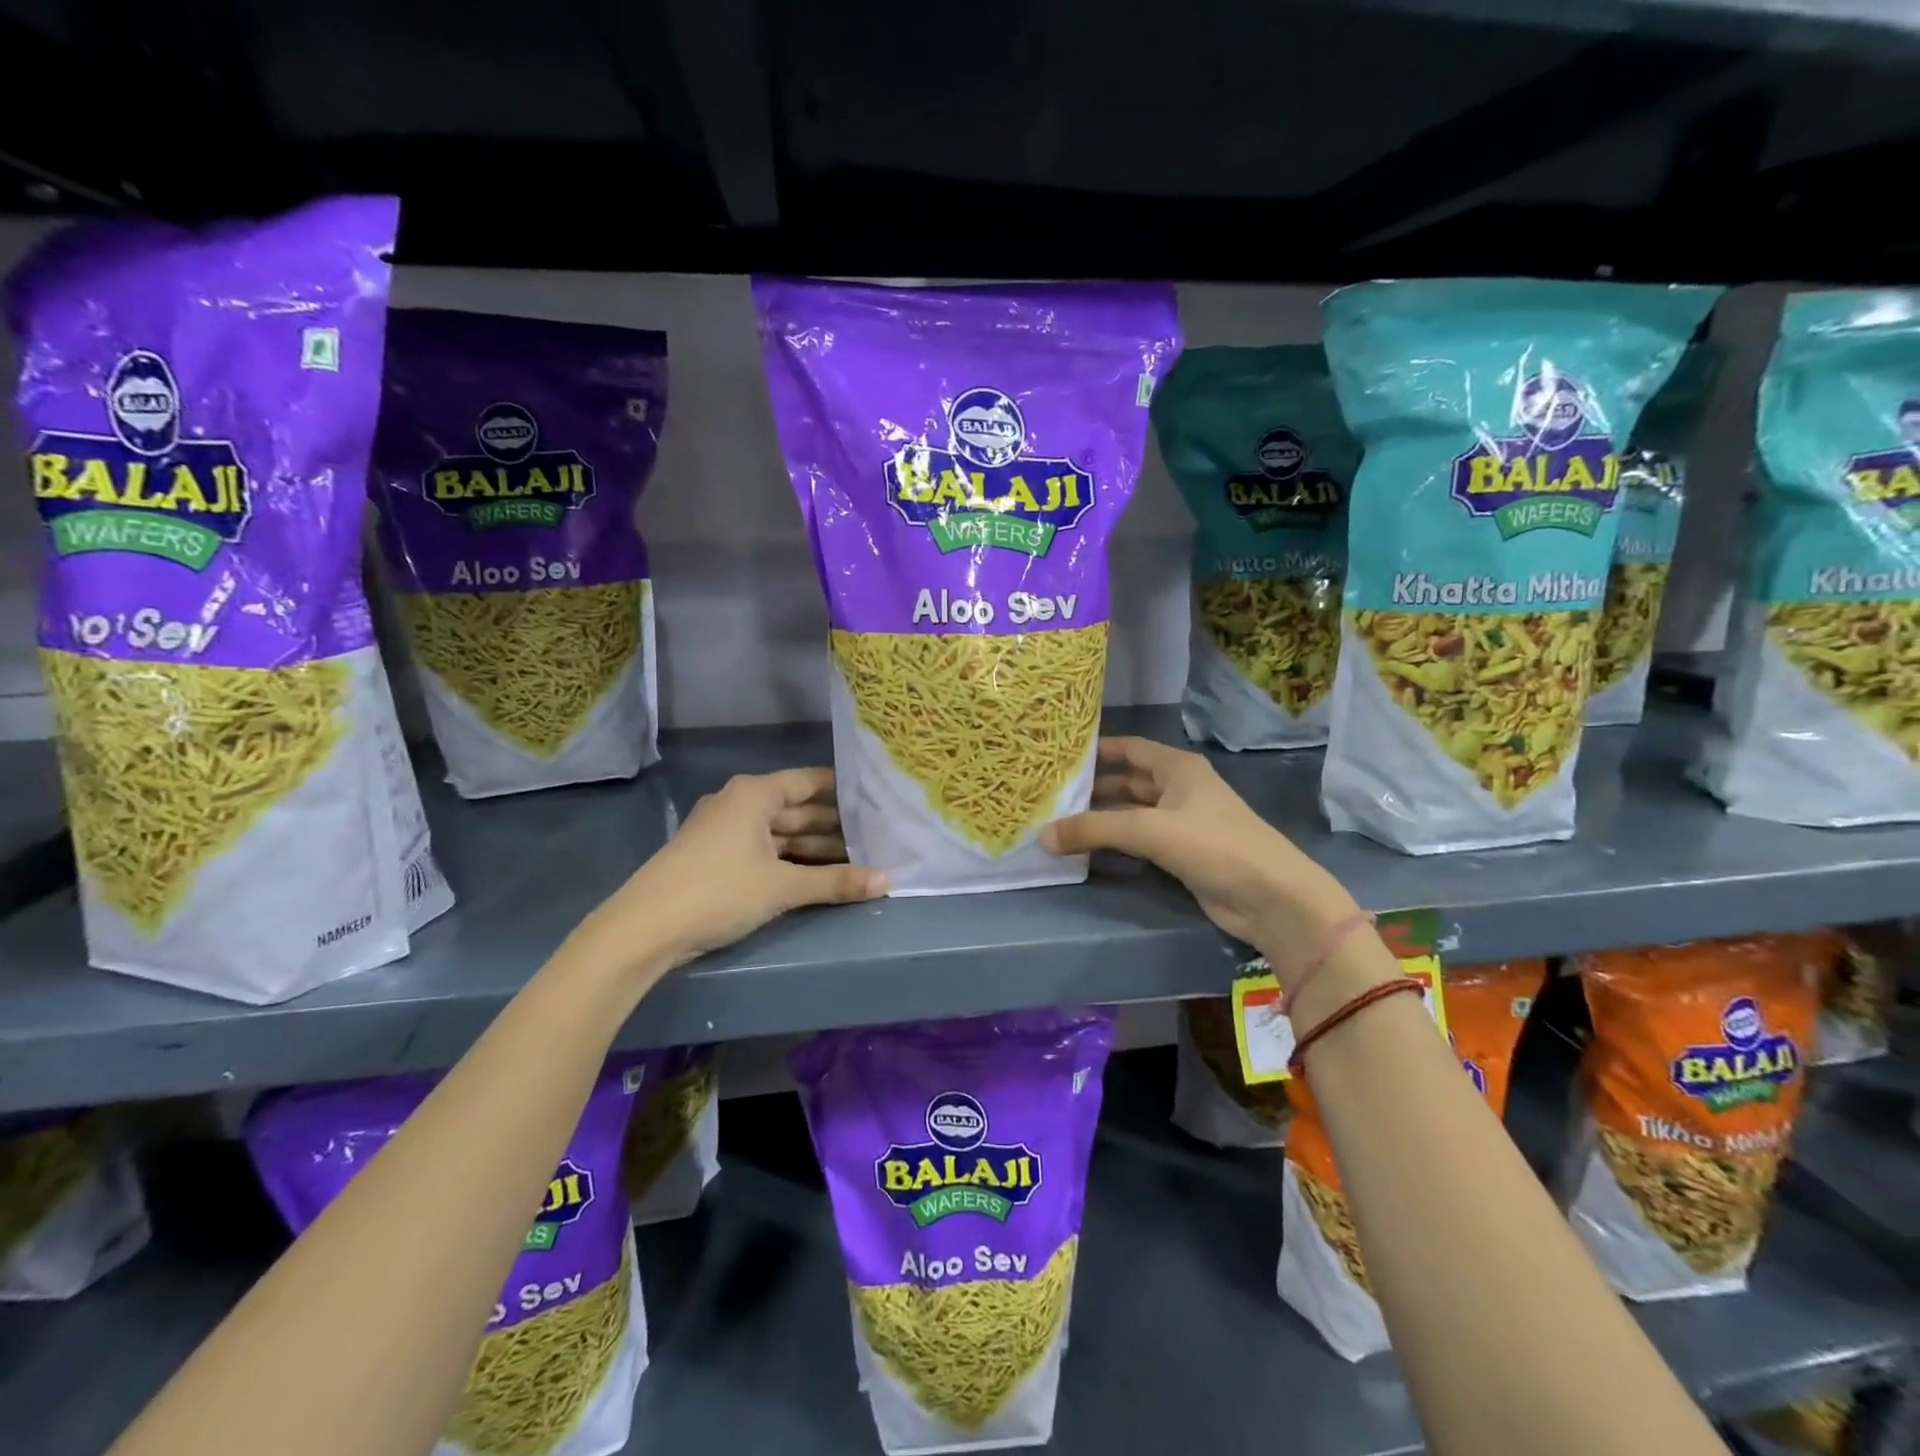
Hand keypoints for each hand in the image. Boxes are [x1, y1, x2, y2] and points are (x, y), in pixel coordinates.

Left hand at [580, 767, 885, 972]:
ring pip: (781, 832)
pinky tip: (818, 875)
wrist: (643, 929)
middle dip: (835, 825)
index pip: (810, 781)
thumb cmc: (718, 892)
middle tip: (877, 837)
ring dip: (815, 846)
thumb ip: (836, 881)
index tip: (878, 800)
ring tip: (857, 859)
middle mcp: (740, 803)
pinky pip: (765, 849)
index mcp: (755, 794)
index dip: (844, 790)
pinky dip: (791, 860)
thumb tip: (888, 881)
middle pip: (797, 808)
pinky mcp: (716, 856)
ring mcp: (725, 830)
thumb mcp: (782, 887)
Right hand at [1040, 737, 1357, 976]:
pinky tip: (1086, 849)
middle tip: (1050, 794)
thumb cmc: (1214, 845)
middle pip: (1127, 782)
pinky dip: (1115, 843)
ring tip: (1058, 821)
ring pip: (1131, 813)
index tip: (1059, 755)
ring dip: (1101, 818)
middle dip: (1092, 788)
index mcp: (1178, 768)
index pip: (1129, 748)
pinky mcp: (1182, 854)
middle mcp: (1179, 789)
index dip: (1097, 749)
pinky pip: (1139, 841)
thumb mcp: (1149, 830)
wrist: (1271, 897)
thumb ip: (1094, 830)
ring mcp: (1181, 822)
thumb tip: (1042, 836)